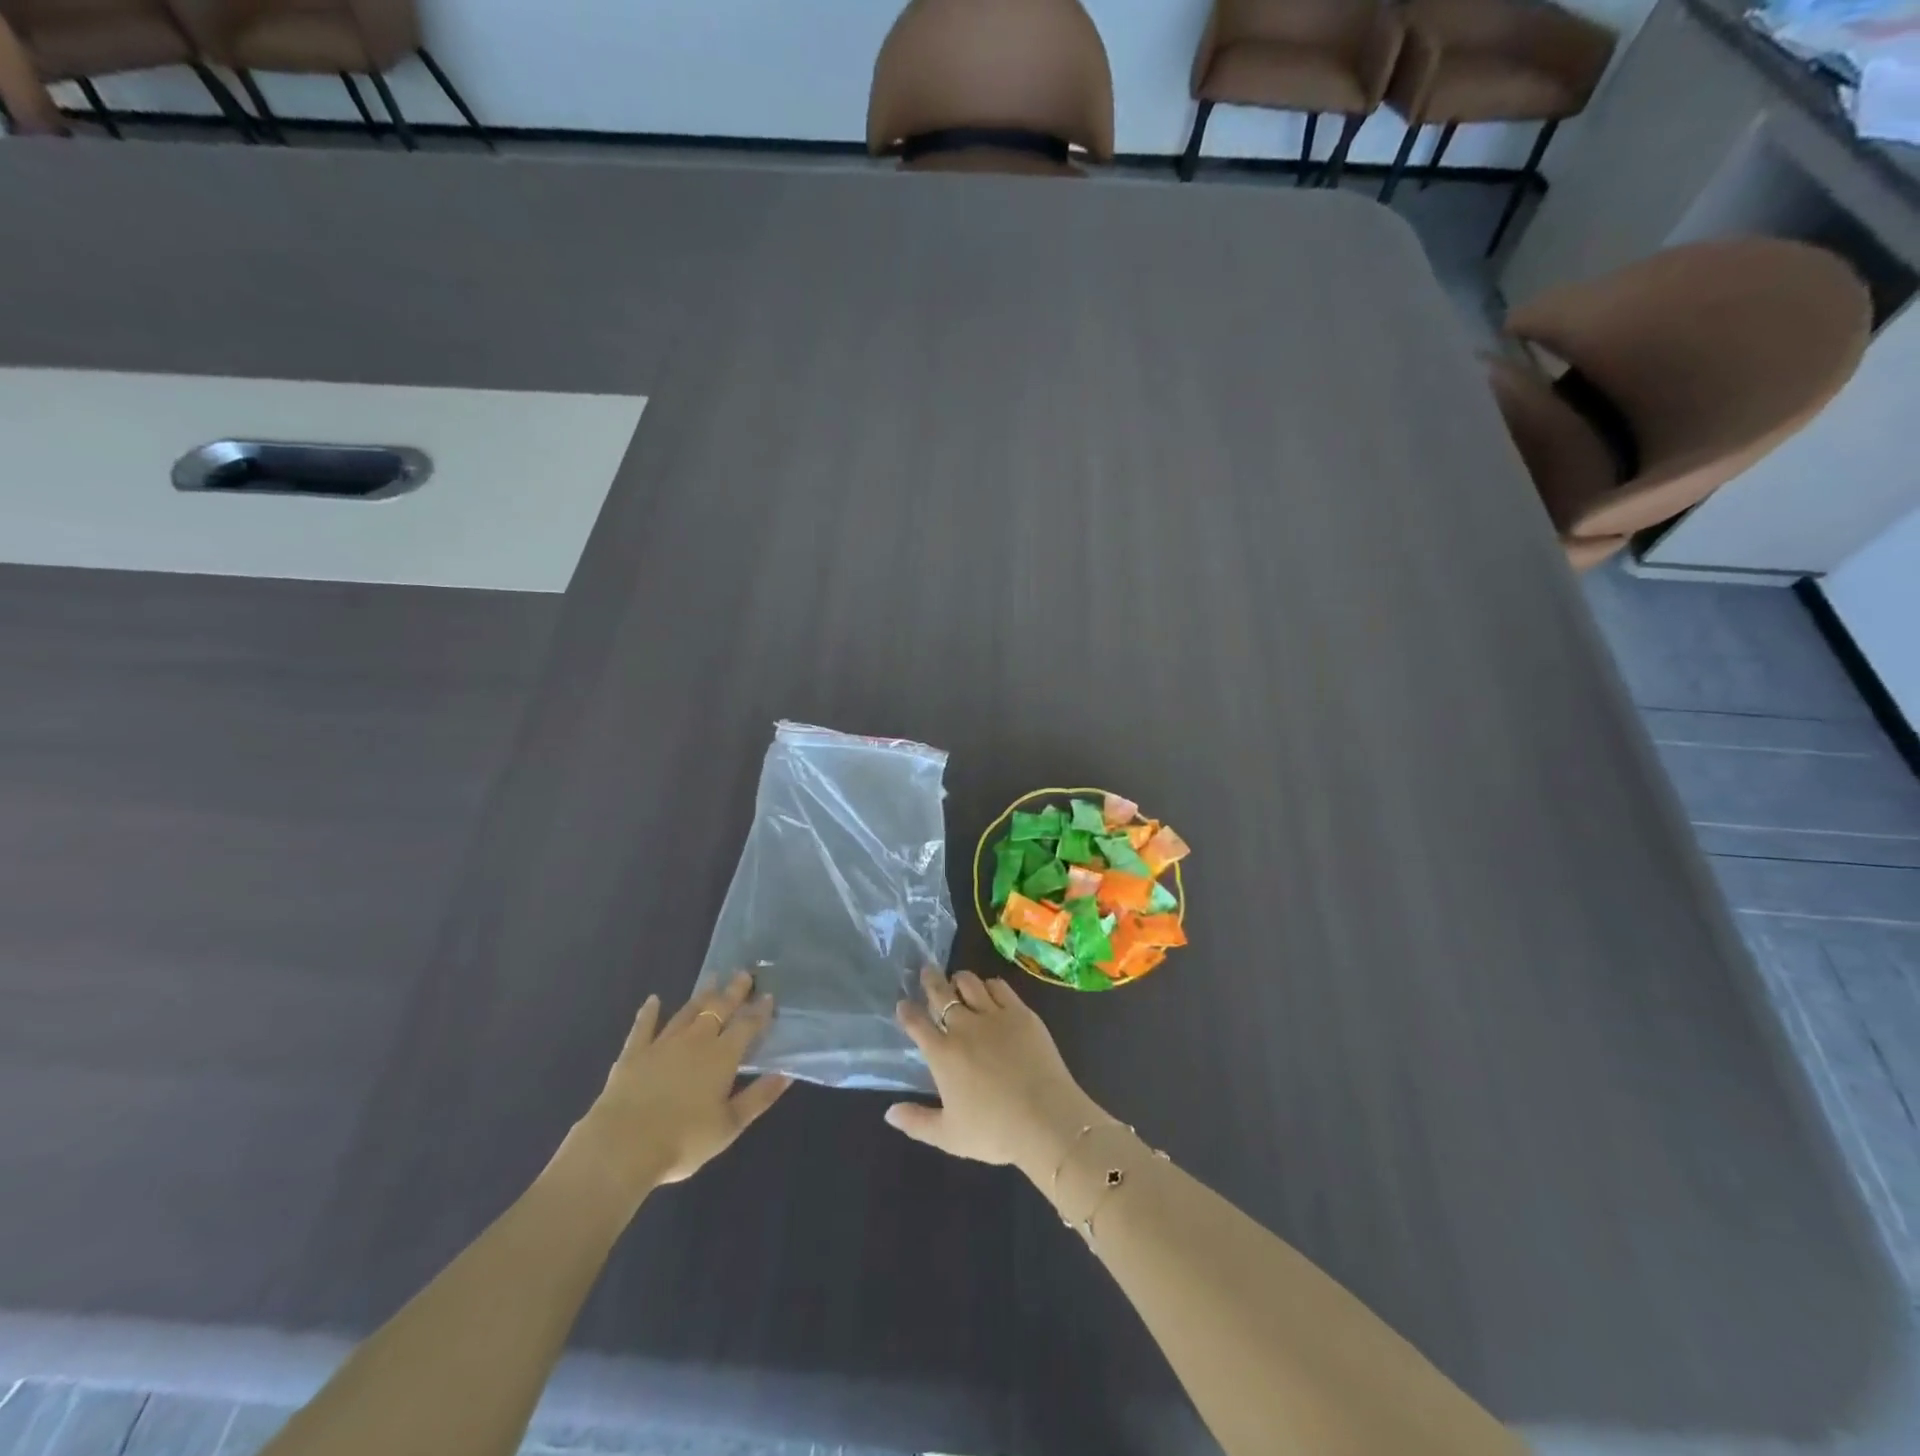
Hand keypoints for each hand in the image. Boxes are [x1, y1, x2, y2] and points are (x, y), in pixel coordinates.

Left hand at [559, 972, 791, 1210]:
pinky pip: (643, 1027)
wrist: (622, 1147)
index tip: (768, 995)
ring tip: (713, 978)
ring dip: (701, 995)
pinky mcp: (633, 1054)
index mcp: (722, 1057)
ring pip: (687, 1012)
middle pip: (718, 1009)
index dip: (759, 1011)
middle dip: (733, 992)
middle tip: (743, 974)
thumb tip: (786, 1073)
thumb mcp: (729, 1125)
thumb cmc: (683, 1140)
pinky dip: (649, 1012)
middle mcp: (696, 1041)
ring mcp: (662, 1044)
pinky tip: (653, 1000)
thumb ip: (759, 1097)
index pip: (746, 1026)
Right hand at [884, 966, 1108, 1184]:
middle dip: (930, 980)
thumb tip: (889, 1113)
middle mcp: (964, 1027)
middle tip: (927, 971)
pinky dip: (990, 985)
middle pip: (941, 993)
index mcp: (943, 1054)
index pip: (917, 1023)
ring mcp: (994, 1015)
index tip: (903, 1004)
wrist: (1046, 1120)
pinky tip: (990, 990)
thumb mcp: (949, 1136)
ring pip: (970, 983)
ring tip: (958, 981)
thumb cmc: (994, 1132)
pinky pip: (1000, 987)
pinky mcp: (1021, 1012)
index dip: (907, 1011)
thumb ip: (916, 1122)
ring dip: (960, 979)